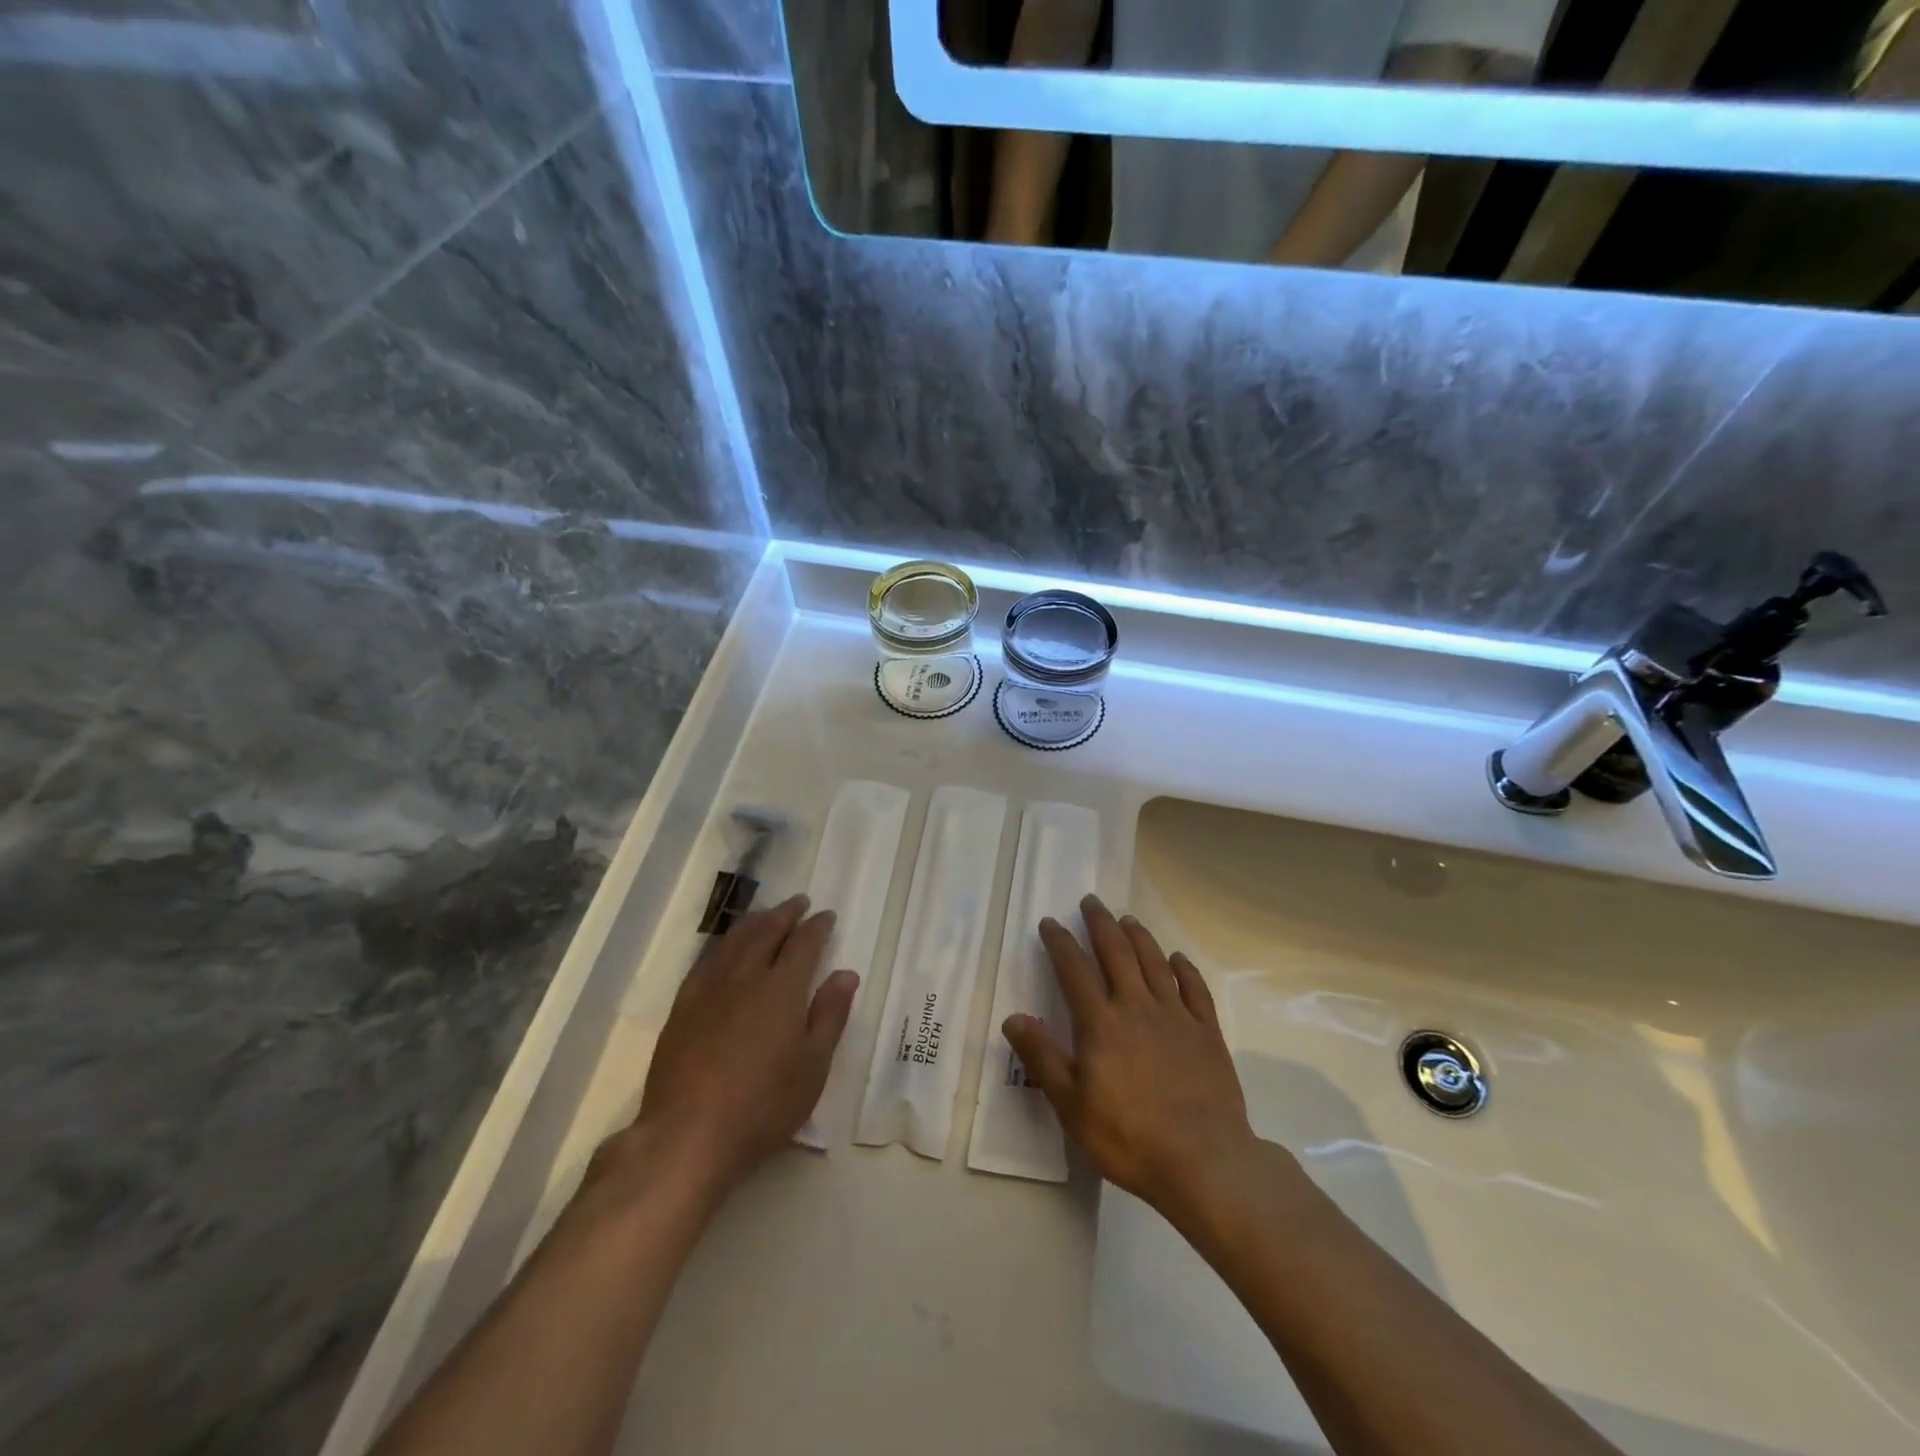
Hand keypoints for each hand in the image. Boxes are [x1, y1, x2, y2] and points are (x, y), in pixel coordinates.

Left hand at [618, 896, 856, 1196]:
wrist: (688, 1134)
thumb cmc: (763, 1105)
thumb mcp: (813, 1066)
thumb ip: (830, 1015)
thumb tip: (846, 973)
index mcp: (782, 988)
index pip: (804, 943)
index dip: (817, 926)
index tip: (826, 915)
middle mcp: (746, 976)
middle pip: (767, 931)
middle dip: (786, 913)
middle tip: (799, 902)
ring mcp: (709, 989)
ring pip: (735, 940)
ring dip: (755, 921)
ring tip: (766, 914)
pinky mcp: (683, 1007)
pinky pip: (707, 960)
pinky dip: (724, 944)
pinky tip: (725, 949)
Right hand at [1004, 895, 1258, 1218]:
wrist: (1205, 1162)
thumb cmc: (1129, 1138)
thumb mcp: (1072, 1106)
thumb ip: (1043, 1058)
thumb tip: (1014, 1017)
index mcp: (1101, 1023)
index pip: (1074, 970)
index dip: (1060, 942)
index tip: (1050, 922)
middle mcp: (1137, 1007)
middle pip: (1116, 953)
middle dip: (1100, 924)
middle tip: (1091, 901)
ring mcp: (1176, 1017)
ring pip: (1154, 962)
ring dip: (1139, 936)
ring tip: (1127, 918)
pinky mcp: (1207, 1032)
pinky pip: (1195, 989)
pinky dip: (1184, 968)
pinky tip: (1178, 958)